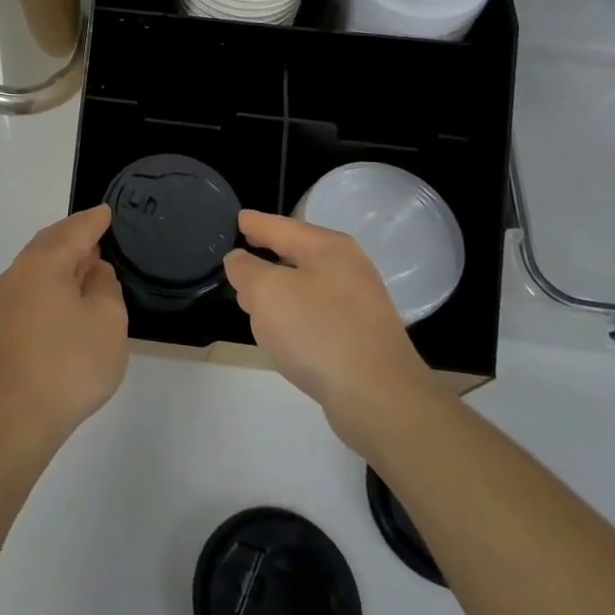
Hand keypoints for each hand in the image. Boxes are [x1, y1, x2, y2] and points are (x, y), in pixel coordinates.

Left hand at [0, 206, 128, 456]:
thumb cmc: (69, 363)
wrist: (15, 418)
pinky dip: (54, 281)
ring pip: (40, 264)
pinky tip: (69, 296)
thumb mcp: (107, 320)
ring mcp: (7, 300)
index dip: (95, 220)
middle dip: (76, 235)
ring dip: (64, 260)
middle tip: (100, 232)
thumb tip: (93, 271)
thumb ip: (106, 285)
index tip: (108, 212)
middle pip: (52, 242)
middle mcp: (19, 272)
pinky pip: (34, 286)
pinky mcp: (4, 325)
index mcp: (44, 261)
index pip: (75, 229)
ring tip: (89, 263)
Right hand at [225, 210, 436, 450]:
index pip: (280, 226)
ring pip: (305, 285)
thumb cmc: (317, 331)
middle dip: (265, 255)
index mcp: (327, 247)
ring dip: (277, 288)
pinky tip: (280, 330)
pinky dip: (293, 314)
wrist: (379, 397)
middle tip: (236, 258)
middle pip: (296, 253)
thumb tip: (239, 259)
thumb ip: (246, 270)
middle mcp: (347, 268)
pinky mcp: (360, 336)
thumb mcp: (267, 292)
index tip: (236, 217)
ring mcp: (358, 303)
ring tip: (250, 297)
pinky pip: (316, 314)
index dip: (254, 222)